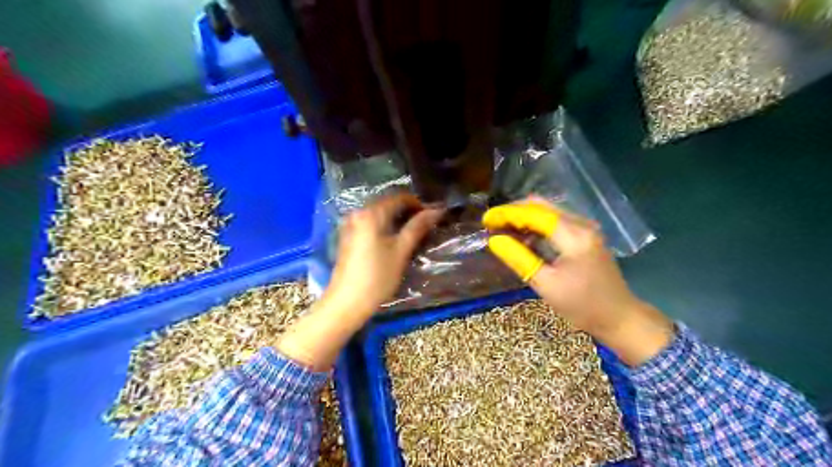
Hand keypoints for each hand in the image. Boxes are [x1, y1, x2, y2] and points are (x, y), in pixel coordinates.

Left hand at [278, 192, 444, 369]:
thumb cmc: (377, 277)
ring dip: (396, 220)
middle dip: (407, 212)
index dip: (418, 204)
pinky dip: (384, 227)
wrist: (346, 303)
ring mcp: (350, 225)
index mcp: (371, 213)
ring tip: (413, 234)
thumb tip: (436, 210)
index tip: (433, 217)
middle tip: (426, 225)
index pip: (399, 197)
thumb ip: (417, 227)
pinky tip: (394, 241)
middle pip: (387, 204)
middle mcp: (357, 213)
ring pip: (379, 215)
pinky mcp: (347, 237)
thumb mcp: (401, 251)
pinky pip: (370, 224)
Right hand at [486, 196, 670, 366]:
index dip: (507, 213)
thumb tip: (494, 240)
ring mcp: (585, 228)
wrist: (620, 317)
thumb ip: (519, 258)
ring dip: (523, 217)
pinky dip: (535, 225)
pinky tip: (523, 236)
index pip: (534, 213)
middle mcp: (581, 224)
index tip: (486, 220)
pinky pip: (555, 222)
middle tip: (492, 223)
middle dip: (513, 211)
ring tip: (502, 229)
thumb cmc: (583, 305)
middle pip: (541, 206)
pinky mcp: (585, 236)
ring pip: (547, 211)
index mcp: (574, 235)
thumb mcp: (546, 285)